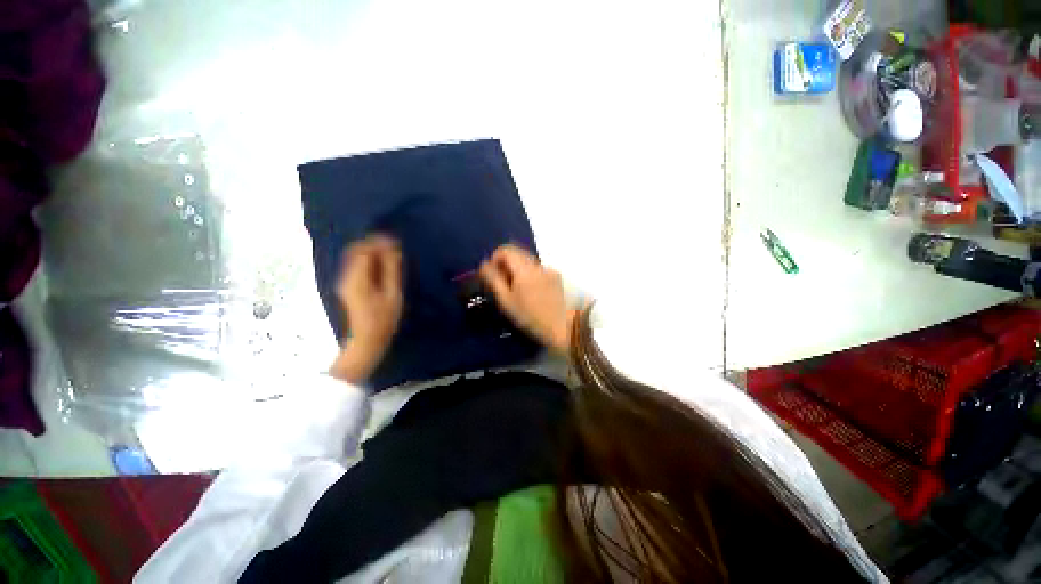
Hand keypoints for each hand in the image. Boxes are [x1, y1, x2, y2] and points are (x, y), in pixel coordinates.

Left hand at [331, 234, 402, 382]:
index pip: (363, 250)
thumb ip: (391, 270)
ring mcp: (345, 281)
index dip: (377, 241)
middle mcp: (346, 276)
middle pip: (355, 251)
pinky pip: (356, 265)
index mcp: (357, 278)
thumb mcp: (392, 294)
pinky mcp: (348, 286)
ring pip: (355, 257)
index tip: (394, 240)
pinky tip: (382, 264)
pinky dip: (369, 260)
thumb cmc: (383, 319)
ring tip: (390, 253)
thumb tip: (392, 250)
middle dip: (373, 244)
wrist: (366, 340)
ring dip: (371, 251)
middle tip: (393, 245)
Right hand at [480, 244, 573, 352]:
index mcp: (524, 268)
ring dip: (517, 270)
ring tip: (517, 291)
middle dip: (506, 265)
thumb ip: (493, 279)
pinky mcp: (556, 276)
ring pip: (527, 261)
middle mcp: (537, 264)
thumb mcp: (506, 301)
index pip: (505, 249)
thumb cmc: (529, 317)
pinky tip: (531, 292)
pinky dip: (529, 275)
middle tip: (503, 285)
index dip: (495, 259)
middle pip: (517, 253)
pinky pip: (537, 269)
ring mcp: (548, 269)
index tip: (493, 275)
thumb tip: (484, 264)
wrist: (561, 327)